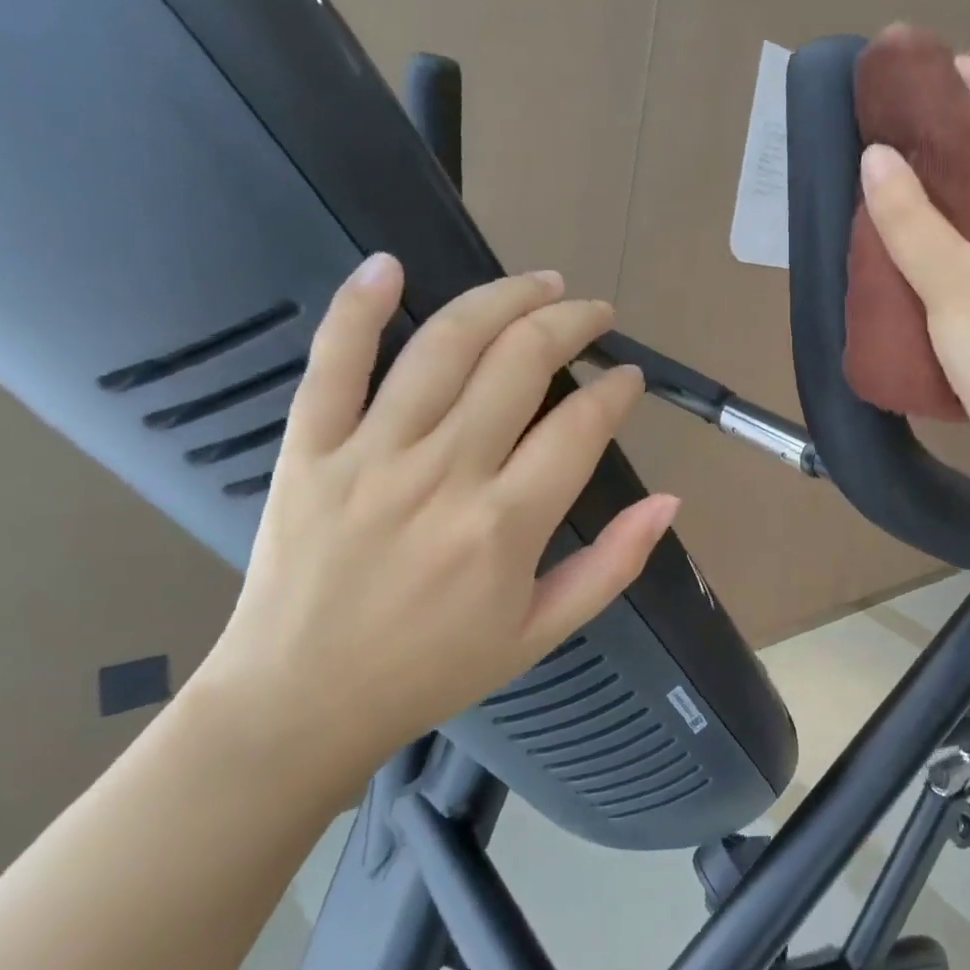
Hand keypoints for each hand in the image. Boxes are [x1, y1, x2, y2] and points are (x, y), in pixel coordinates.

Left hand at [192, 256, 677, 800]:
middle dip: (571, 322)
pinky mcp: (308, 449)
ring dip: (501, 299)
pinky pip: (332, 361)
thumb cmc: (433, 671)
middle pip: (520, 361)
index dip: (617, 390)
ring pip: (444, 345)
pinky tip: (390, 265)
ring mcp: (370, 454)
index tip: (629, 378)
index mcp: (506, 525)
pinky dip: (360, 307)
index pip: (581, 425)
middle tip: (594, 313)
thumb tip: (670, 501)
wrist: (299, 704)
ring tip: (539, 283)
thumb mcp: (541, 633)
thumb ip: (612, 564)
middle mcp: (444, 474)